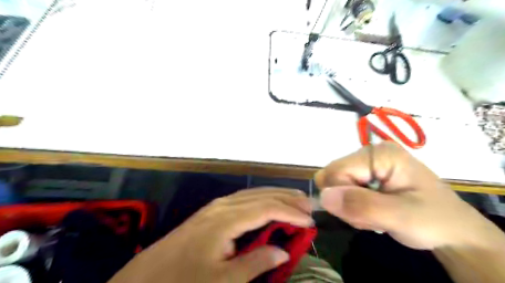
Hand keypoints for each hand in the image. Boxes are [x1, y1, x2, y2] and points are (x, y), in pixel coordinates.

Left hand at [107, 188, 311, 282]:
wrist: (141, 282)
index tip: (310, 221)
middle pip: (260, 196)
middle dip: (286, 198)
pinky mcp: (210, 212)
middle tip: (307, 204)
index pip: (266, 208)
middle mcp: (223, 205)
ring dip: (274, 196)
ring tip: (294, 199)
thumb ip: (256, 263)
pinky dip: (260, 200)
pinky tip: (266, 204)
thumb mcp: (222, 281)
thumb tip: (282, 251)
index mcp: (227, 219)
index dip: (290, 213)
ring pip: (252, 194)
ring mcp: (215, 206)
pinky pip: (242, 200)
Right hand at [315, 142, 501, 248]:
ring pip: (334, 185)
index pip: (336, 171)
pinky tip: (372, 212)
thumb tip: (323, 197)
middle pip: (332, 176)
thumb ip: (362, 205)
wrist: (453, 231)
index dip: (342, 196)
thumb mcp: (402, 216)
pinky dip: (352, 206)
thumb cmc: (434, 221)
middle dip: (346, 202)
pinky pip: (342, 190)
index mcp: (379, 154)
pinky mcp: (365, 175)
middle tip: (371, 217)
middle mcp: (369, 153)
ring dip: (350, 207)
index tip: (363, 214)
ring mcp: (366, 164)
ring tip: (376, 216)